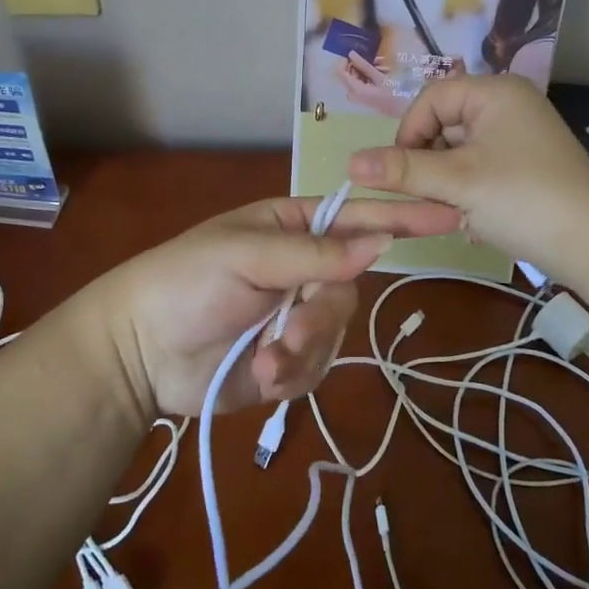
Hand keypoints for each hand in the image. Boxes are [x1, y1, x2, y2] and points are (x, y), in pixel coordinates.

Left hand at [91, 195, 461, 418]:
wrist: (138, 352)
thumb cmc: (185, 282)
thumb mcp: (246, 255)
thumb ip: (315, 253)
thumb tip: (382, 241)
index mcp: (291, 228)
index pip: (357, 217)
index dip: (402, 217)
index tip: (450, 214)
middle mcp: (301, 269)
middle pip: (349, 288)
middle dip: (322, 316)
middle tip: (289, 331)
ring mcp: (295, 316)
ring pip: (336, 332)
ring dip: (303, 350)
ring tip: (264, 360)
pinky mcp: (287, 360)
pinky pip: (316, 367)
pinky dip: (291, 375)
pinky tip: (259, 375)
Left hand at [337, 52, 408, 117]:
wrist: (403, 111)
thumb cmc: (392, 94)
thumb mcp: (379, 77)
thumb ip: (363, 65)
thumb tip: (351, 53)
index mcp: (354, 90)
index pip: (340, 72)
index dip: (345, 60)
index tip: (355, 52)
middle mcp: (352, 94)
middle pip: (350, 73)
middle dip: (362, 64)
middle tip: (376, 58)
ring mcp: (358, 96)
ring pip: (358, 76)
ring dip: (370, 69)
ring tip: (384, 65)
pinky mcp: (364, 96)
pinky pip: (363, 82)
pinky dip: (371, 76)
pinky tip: (384, 71)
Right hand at [346, 75, 588, 276]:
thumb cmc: (524, 198)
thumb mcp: (458, 182)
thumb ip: (402, 170)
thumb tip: (348, 163)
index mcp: (494, 92)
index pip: (430, 99)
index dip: (408, 133)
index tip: (401, 173)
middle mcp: (507, 106)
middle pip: (444, 124)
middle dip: (428, 162)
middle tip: (427, 197)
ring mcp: (519, 137)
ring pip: (459, 151)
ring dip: (446, 181)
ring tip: (453, 211)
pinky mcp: (526, 167)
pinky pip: (480, 168)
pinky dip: (467, 190)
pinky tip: (471, 217)